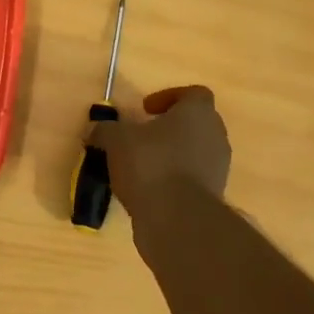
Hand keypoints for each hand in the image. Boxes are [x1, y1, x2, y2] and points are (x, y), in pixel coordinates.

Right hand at [93, 86, 231, 219]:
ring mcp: (218, 167)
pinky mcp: (213, 195)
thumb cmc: (150, 164)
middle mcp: (215, 135)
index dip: (168, 98)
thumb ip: (105, 130)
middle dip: (169, 128)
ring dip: (172, 155)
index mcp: (198, 112)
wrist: (177, 219)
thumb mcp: (116, 140)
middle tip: (142, 137)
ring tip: (141, 166)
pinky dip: (175, 179)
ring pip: (194, 152)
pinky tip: (149, 189)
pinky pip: (193, 178)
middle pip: (195, 123)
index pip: (193, 94)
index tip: (145, 110)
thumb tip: (95, 130)